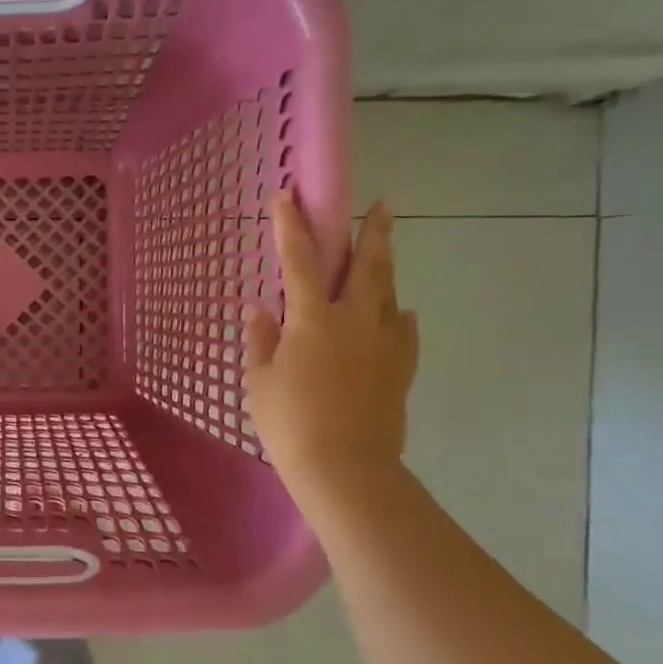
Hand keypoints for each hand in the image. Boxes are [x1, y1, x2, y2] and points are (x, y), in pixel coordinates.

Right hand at [244, 195, 418, 499]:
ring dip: (386, 270)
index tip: (287, 196)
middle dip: (373, 231)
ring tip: (385, 252)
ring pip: (389, 295)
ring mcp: (383, 344)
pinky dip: (399, 318)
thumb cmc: (289, 421)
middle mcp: (354, 320)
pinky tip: (400, 314)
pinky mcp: (400, 370)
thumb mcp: (259, 380)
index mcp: (312, 318)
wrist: (345, 468)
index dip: (291, 226)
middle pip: (368, 266)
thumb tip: (260, 310)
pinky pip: (403, 334)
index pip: (300, 260)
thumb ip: (261, 341)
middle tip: (384, 204)